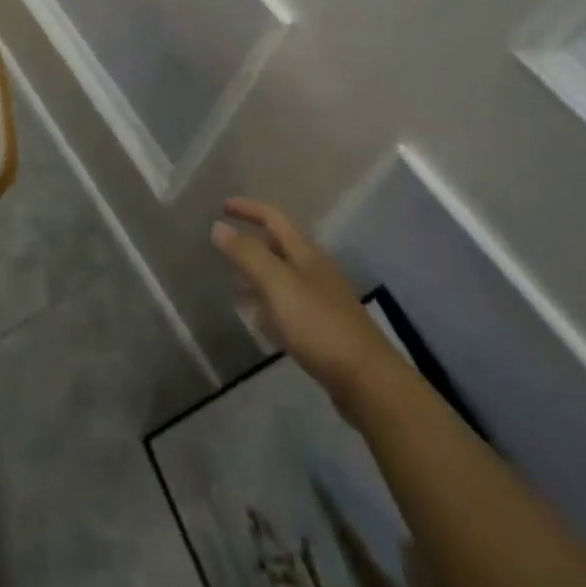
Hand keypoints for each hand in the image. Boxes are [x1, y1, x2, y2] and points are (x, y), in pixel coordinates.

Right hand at [212, 197, 401, 416]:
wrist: (367, 379)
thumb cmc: (319, 324)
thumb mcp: (277, 284)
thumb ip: (247, 255)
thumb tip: (218, 226)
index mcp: (305, 252)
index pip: (273, 217)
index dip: (248, 208)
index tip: (222, 206)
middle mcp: (315, 269)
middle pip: (279, 246)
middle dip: (251, 245)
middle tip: (224, 253)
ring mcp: (322, 299)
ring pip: (283, 277)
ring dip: (258, 276)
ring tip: (235, 289)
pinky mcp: (324, 327)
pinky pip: (289, 305)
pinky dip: (270, 305)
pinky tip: (260, 322)